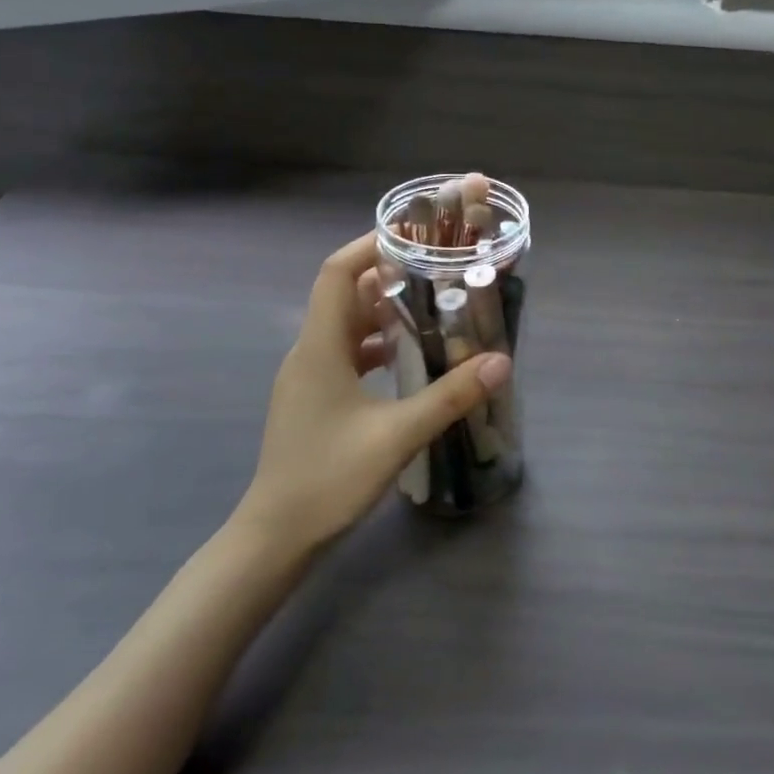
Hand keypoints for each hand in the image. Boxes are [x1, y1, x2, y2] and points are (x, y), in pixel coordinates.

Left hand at [237, 232, 511, 556]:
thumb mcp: (396, 436)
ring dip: (386, 310)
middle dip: (390, 275)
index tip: (415, 234)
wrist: (274, 538)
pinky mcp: (316, 398)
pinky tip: (411, 357)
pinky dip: (378, 342)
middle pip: (346, 293)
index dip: (371, 245)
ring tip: (434, 306)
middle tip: (439, 270)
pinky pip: (348, 352)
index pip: (338, 273)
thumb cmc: (327, 480)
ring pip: (348, 324)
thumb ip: (449, 396)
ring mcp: (310, 376)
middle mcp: (310, 352)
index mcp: (320, 348)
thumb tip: (499, 361)